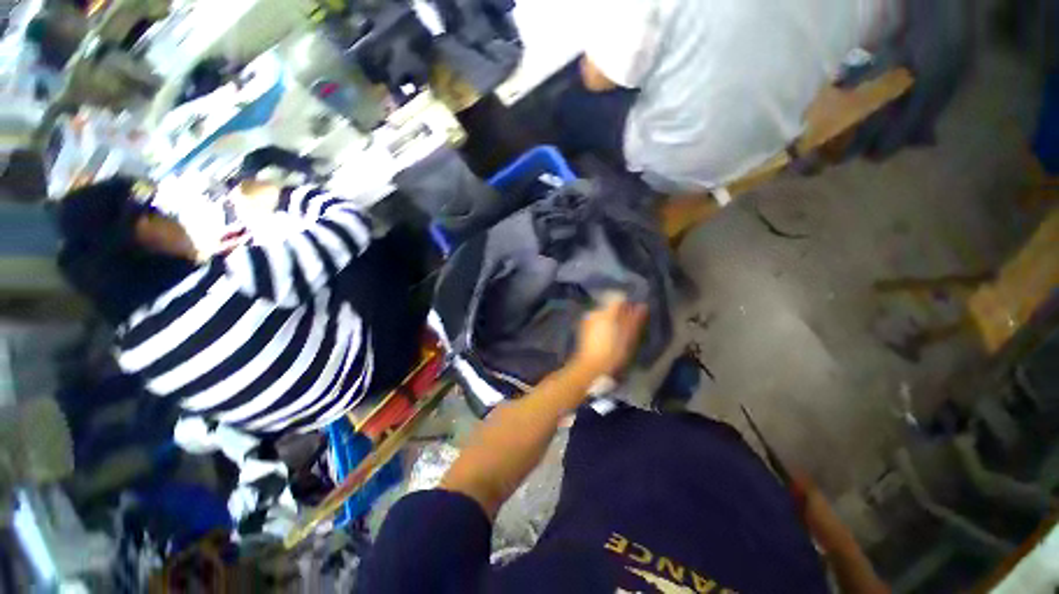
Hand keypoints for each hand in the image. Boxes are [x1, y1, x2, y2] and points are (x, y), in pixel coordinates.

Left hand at [573, 295, 648, 378]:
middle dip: (620, 313)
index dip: (628, 304)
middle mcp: (594, 312)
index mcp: (606, 312)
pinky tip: (608, 338)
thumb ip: (634, 320)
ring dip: (612, 320)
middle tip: (629, 327)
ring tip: (619, 334)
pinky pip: (596, 322)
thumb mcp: (628, 338)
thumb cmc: (612, 353)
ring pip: (603, 315)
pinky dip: (604, 326)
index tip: (635, 314)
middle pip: (610, 307)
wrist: (590, 368)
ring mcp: (587, 321)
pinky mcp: (583, 329)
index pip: (618, 299)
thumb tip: (642, 306)